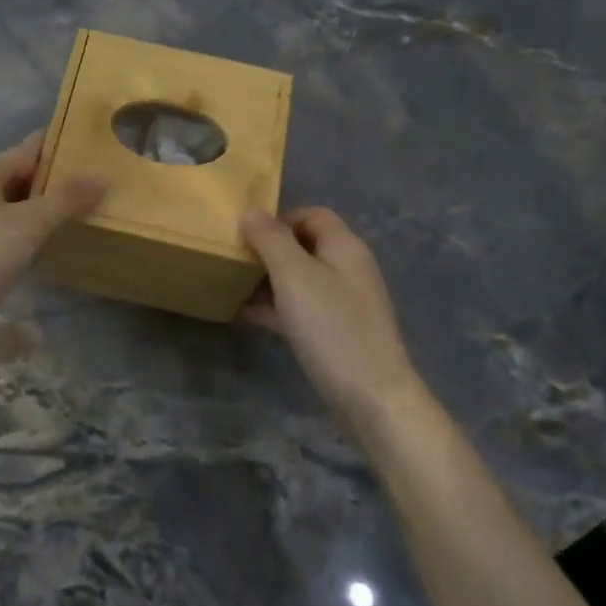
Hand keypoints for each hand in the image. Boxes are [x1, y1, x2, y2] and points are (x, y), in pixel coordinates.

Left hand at [0, 134, 107, 318]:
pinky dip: (14, 228)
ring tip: (69, 220)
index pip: (29, 149)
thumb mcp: (30, 226)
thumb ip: (67, 200)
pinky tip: (32, 246)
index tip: (92, 155)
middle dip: (50, 184)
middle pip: (15, 175)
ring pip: (3, 202)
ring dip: (33, 209)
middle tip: (89, 193)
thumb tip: (103, 177)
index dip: (61, 150)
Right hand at [239, 206, 424, 425]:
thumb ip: (271, 239)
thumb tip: (252, 209)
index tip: (245, 233)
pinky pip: (303, 308)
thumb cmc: (331, 327)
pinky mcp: (338, 332)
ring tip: (234, 285)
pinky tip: (248, 315)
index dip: (279, 218)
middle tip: (234, 259)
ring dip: (269, 280)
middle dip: (270, 249)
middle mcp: (348, 268)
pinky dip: (277, 307)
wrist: (372, 396)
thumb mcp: (294, 276)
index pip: (312, 214)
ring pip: (301, 279)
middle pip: (305, 246)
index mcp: (344, 247)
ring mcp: (345, 302)